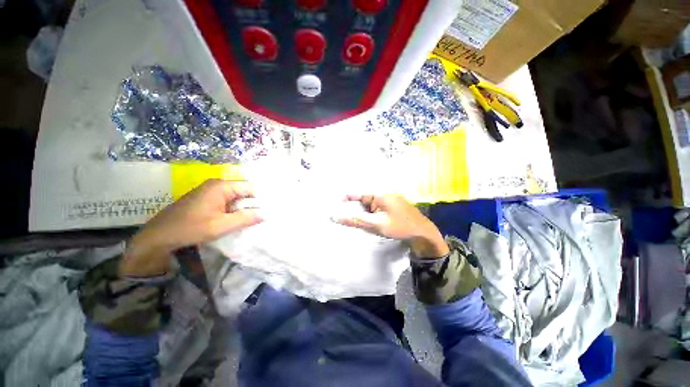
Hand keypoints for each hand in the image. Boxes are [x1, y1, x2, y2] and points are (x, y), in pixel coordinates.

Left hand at [120, 179, 261, 276]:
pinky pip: (227, 201)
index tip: (272, 209)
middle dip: (254, 203)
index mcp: (222, 186)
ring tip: (255, 218)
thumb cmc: (190, 228)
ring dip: (245, 207)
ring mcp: (211, 191)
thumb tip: (266, 214)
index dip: (262, 198)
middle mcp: (218, 184)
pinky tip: (239, 219)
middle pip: (244, 191)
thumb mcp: (221, 226)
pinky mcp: (207, 199)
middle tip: (266, 215)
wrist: (158, 236)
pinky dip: (235, 209)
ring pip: (236, 197)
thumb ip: (246, 218)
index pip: (251, 187)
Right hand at [338, 194, 448, 257]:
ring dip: (362, 214)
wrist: (423, 233)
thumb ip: (355, 220)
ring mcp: (387, 199)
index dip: (343, 200)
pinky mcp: (389, 205)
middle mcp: (382, 193)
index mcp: (379, 193)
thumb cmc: (400, 227)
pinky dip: (369, 215)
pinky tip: (370, 223)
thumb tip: (335, 217)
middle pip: (361, 199)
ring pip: (367, 205)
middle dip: (354, 210)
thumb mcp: (376, 225)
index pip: (355, 192)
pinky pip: (374, 208)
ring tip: (361, 223)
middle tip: (348, 221)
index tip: (336, 211)